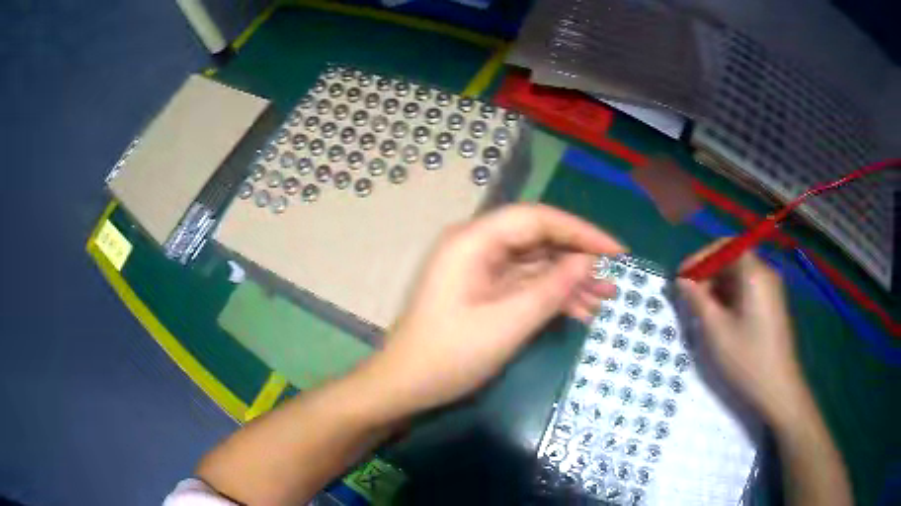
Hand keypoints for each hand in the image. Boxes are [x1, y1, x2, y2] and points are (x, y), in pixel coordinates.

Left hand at [369, 204, 624, 415]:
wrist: (405, 386)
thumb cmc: (449, 356)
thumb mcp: (507, 324)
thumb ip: (550, 289)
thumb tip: (587, 262)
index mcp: (474, 241)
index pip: (537, 219)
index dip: (581, 232)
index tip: (616, 252)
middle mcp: (476, 246)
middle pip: (538, 240)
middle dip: (578, 260)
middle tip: (614, 282)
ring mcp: (479, 270)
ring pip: (535, 265)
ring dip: (568, 282)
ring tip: (604, 300)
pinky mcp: (483, 292)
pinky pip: (524, 285)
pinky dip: (550, 297)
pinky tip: (578, 312)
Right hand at [677, 241, 810, 425]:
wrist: (778, 389)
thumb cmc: (747, 359)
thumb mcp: (717, 331)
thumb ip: (698, 300)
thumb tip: (682, 281)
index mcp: (754, 273)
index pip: (725, 247)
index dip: (700, 257)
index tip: (681, 276)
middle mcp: (765, 273)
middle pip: (733, 258)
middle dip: (708, 272)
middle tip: (688, 295)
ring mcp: (771, 289)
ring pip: (740, 274)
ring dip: (718, 285)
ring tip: (700, 308)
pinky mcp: (772, 305)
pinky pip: (748, 288)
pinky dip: (730, 295)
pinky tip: (719, 316)